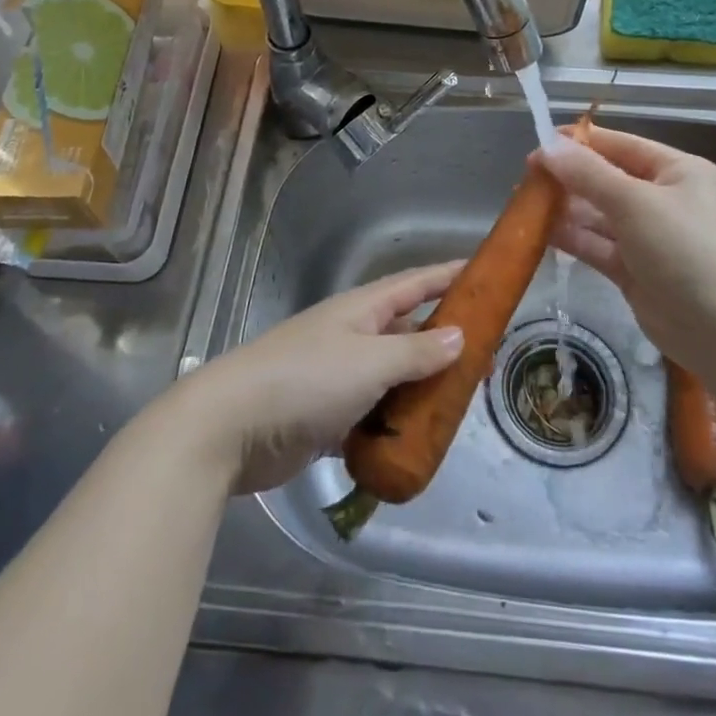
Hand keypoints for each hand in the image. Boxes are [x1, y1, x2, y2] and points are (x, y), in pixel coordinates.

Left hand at [164, 262, 465, 494]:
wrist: (229, 427)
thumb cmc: (305, 380)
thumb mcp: (369, 362)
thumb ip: (415, 351)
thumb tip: (458, 336)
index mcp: (361, 310)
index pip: (415, 283)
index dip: (449, 276)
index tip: (484, 274)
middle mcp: (351, 336)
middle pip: (407, 330)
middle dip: (444, 340)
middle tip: (486, 356)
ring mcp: (336, 376)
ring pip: (391, 376)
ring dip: (421, 388)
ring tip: (460, 402)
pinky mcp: (324, 417)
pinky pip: (371, 415)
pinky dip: (393, 425)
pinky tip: (416, 441)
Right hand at [533, 124, 715, 362]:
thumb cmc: (687, 249)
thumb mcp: (635, 202)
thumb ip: (588, 174)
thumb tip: (547, 146)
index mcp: (678, 172)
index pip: (622, 146)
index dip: (581, 142)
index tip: (540, 141)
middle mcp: (666, 200)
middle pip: (608, 180)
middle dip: (570, 177)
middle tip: (527, 176)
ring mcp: (651, 238)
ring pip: (600, 216)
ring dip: (567, 209)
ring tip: (526, 202)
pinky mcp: (637, 272)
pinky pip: (599, 246)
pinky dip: (573, 239)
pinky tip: (541, 232)